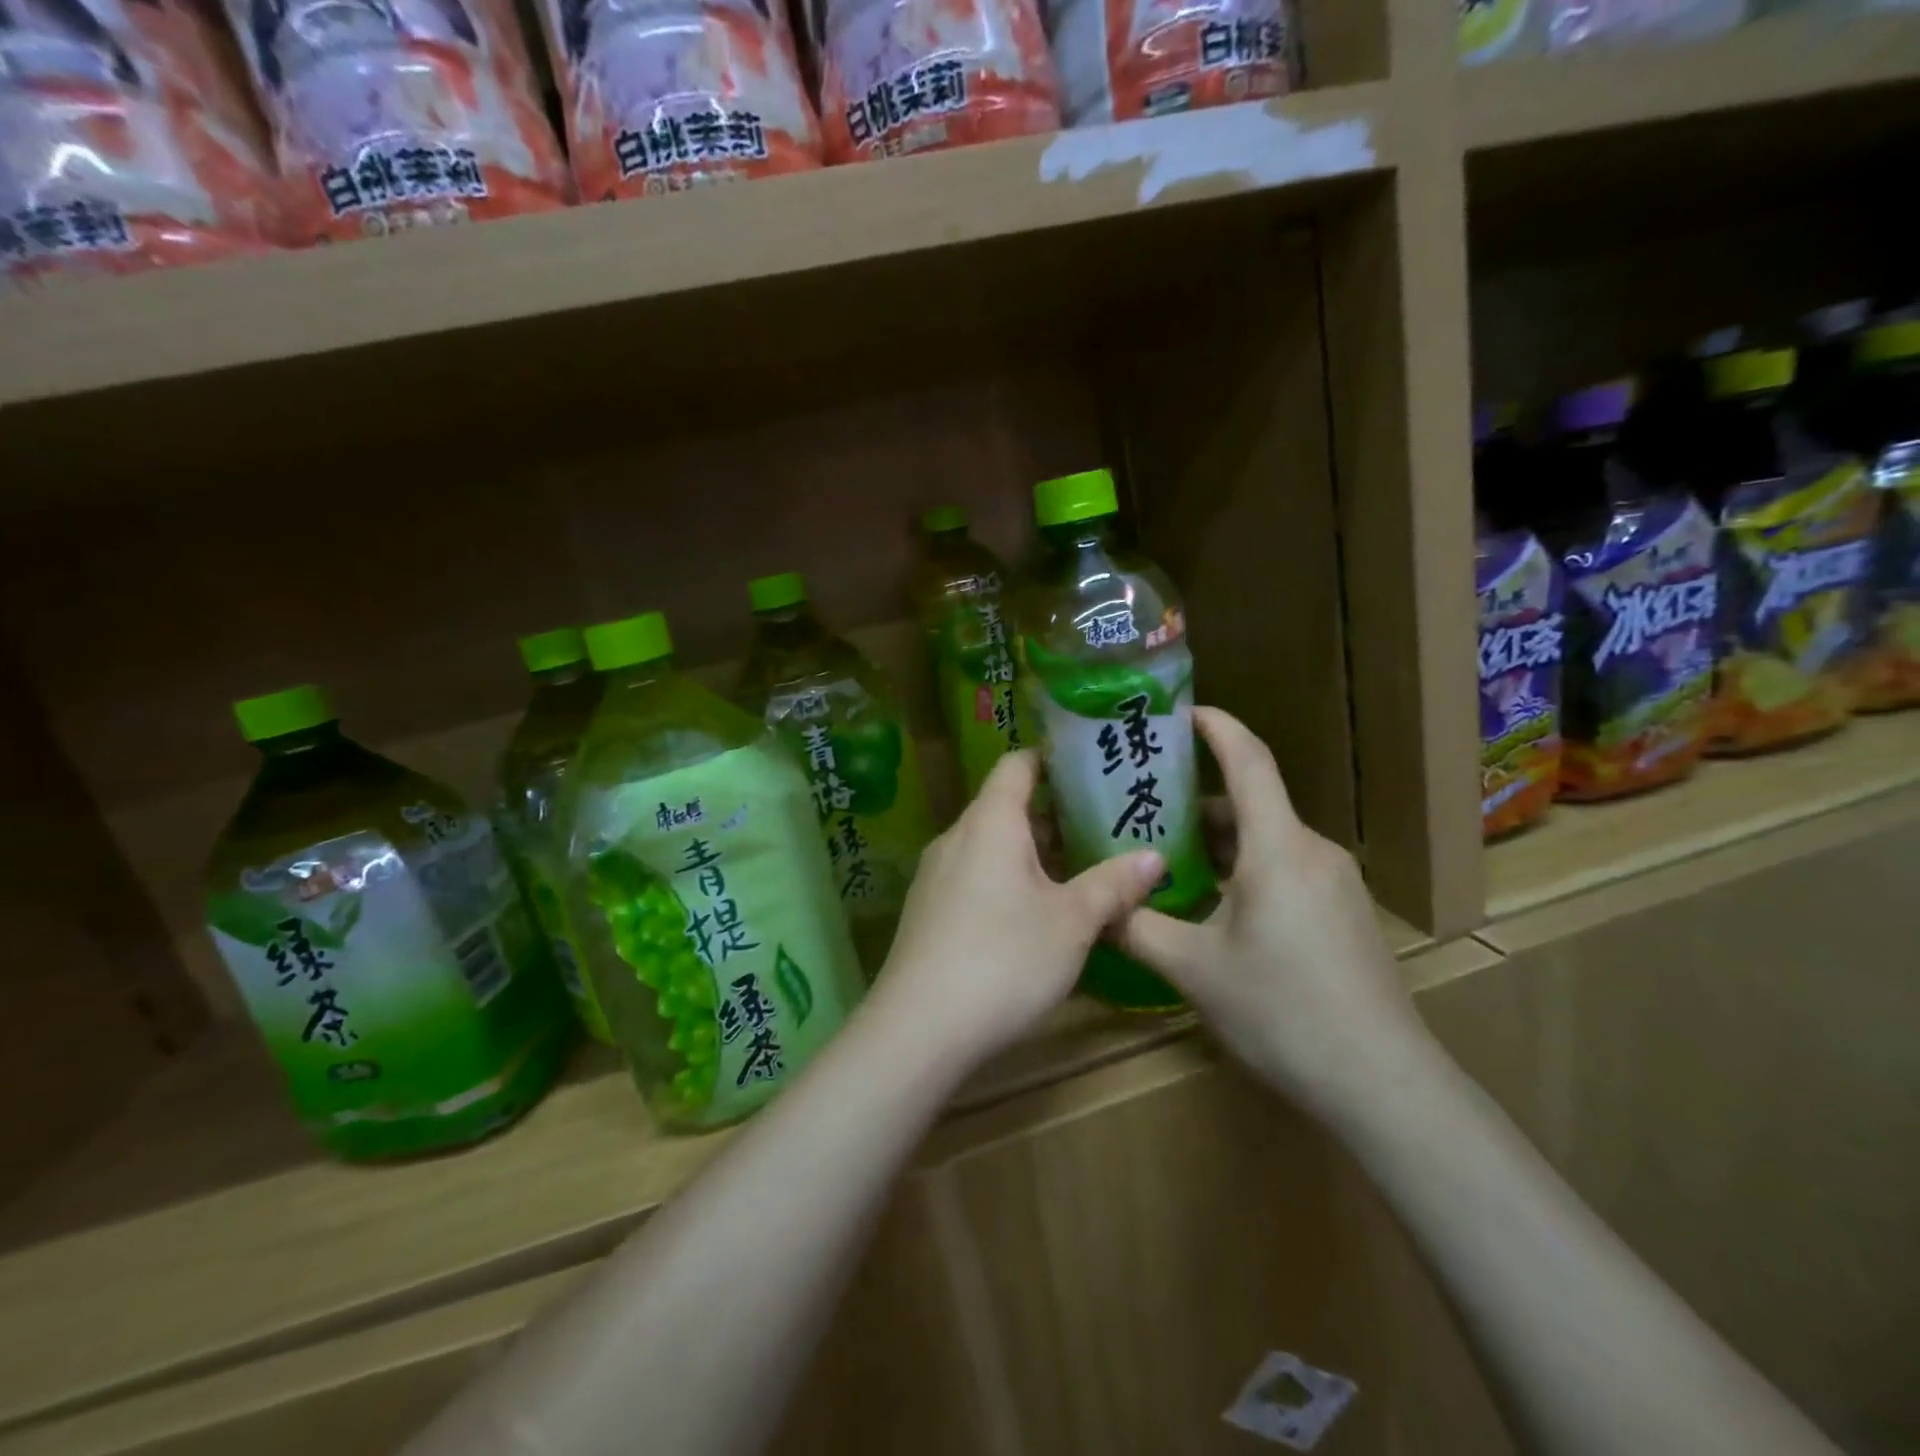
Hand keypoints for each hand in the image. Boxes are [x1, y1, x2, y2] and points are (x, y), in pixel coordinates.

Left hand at [871, 749, 1163, 1071]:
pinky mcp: (928, 911)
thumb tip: (1154, 856)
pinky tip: (1034, 914)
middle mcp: (956, 837)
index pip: (1018, 764)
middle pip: (1005, 806)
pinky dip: (1006, 879)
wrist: (919, 1029)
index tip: (1090, 766)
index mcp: (990, 822)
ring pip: (990, 845)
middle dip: (1053, 815)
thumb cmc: (1005, 958)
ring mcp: (935, 875)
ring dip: (1032, 853)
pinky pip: (973, 876)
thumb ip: (1113, 884)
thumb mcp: (1072, 922)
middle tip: (1101, 827)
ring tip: (1077, 871)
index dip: (1052, 759)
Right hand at [1115, 707, 1428, 1119]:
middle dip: (1196, 799)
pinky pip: (1285, 867)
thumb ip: (1137, 927)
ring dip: (1219, 840)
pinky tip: (1213, 902)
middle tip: (1141, 804)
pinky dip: (1244, 867)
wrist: (1380, 1083)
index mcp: (1277, 848)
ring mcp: (1335, 881)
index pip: (1248, 760)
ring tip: (1166, 855)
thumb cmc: (1280, 1011)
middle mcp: (1311, 850)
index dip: (1216, 726)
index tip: (1180, 711)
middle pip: (1251, 803)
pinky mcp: (1345, 911)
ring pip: (1267, 839)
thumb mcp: (1193, 969)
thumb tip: (1094, 904)